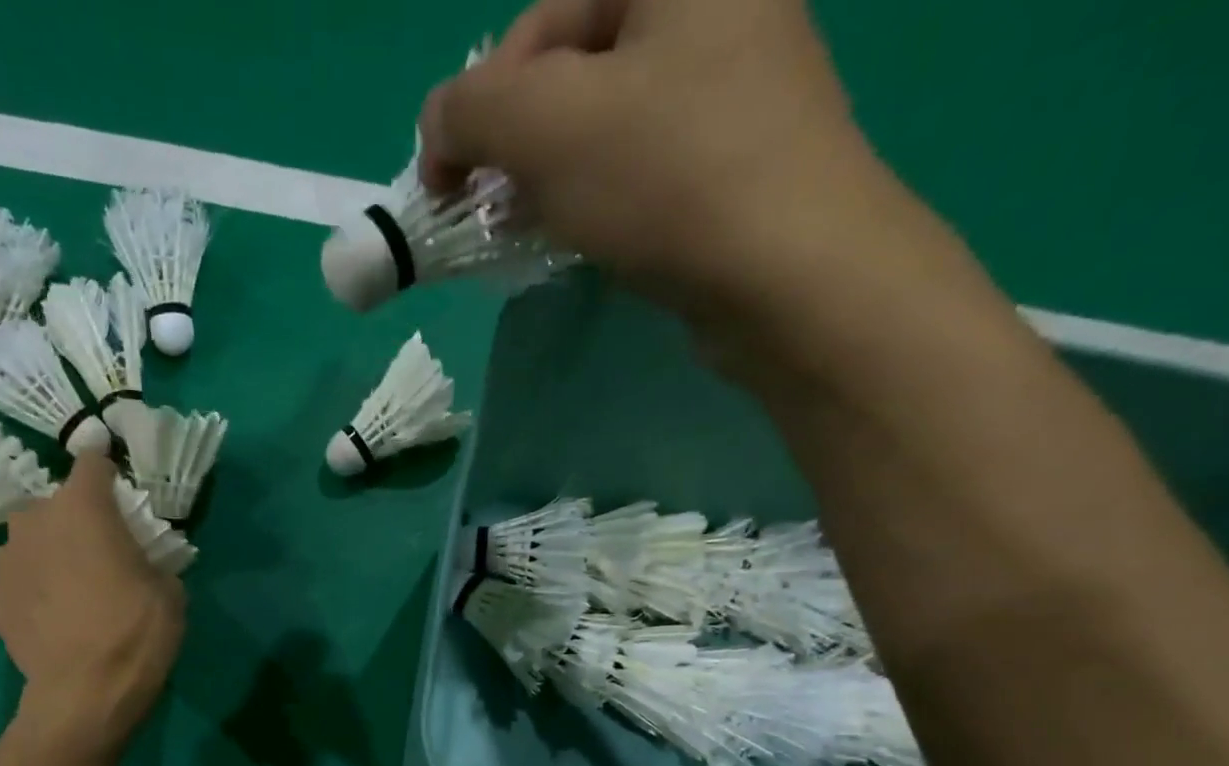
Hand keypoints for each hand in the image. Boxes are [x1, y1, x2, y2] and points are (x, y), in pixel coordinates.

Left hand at [0, 451, 184, 748]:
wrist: (85, 695)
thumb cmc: (136, 634)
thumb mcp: (170, 592)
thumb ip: (150, 561)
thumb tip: (138, 565)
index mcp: (82, 508)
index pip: (92, 463)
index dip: (107, 474)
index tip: (120, 493)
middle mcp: (34, 521)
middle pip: (57, 506)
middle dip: (77, 522)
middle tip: (100, 556)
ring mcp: (5, 560)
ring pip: (31, 543)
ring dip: (50, 555)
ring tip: (71, 592)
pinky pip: (17, 582)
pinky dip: (32, 592)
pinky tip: (51, 620)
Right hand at [420, 0, 902, 316]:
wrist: (789, 275)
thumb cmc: (668, 179)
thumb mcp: (546, 126)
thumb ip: (472, 109)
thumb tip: (439, 124)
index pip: (542, 17)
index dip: (477, 101)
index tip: (443, 184)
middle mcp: (717, 2)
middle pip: (575, 66)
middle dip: (518, 143)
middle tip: (491, 209)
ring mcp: (739, 79)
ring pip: (608, 120)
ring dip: (552, 177)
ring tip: (528, 231)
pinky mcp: (741, 154)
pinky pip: (645, 160)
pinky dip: (600, 196)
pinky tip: (582, 237)